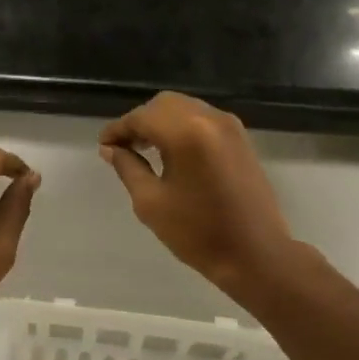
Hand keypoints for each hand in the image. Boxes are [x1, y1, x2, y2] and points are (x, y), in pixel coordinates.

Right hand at [100, 92, 295, 296]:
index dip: (118, 129)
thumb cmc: (197, 233)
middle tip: (123, 148)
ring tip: (145, 149)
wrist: (255, 254)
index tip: (103, 146)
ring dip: (161, 122)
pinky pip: (203, 119)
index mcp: (186, 133)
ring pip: (185, 108)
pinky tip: (172, 153)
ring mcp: (230, 126)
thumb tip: (111, 149)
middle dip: (140, 121)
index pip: (142, 117)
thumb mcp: (151, 202)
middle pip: (164, 105)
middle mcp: (210, 119)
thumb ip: (128, 168)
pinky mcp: (241, 138)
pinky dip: (182, 127)